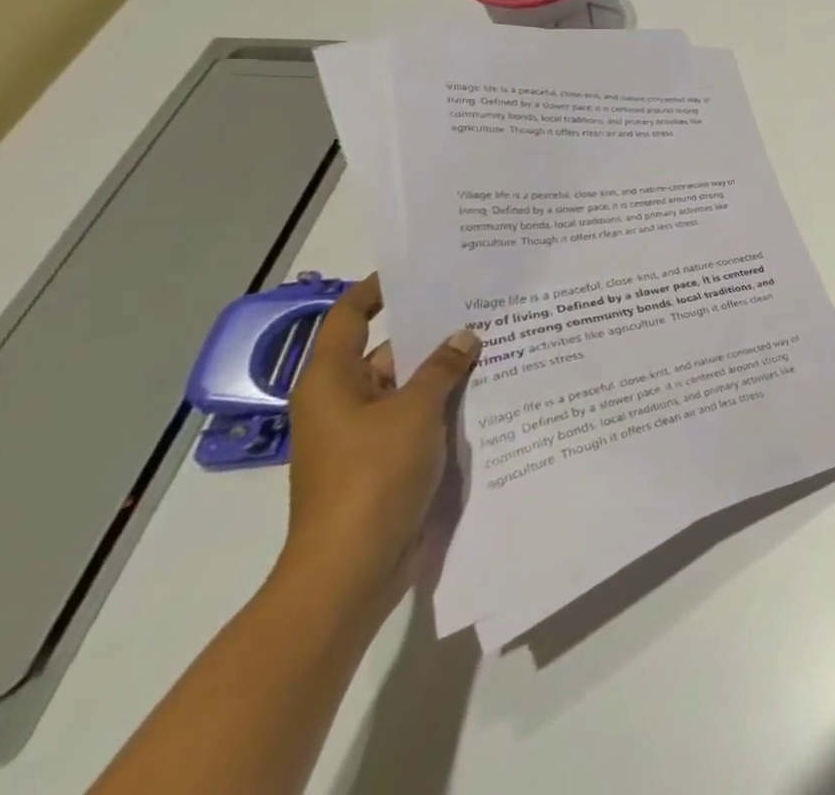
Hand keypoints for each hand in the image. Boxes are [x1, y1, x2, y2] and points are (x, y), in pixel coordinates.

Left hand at [278, 275, 479, 613]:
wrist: (353, 565)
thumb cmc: (372, 476)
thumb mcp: (414, 411)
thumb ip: (443, 368)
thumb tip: (464, 336)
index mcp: (332, 382)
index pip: (348, 319)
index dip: (377, 290)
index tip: (420, 270)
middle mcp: (346, 401)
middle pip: (389, 349)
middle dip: (433, 328)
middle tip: (484, 300)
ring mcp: (369, 431)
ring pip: (412, 383)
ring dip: (449, 366)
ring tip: (502, 336)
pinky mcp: (391, 456)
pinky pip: (423, 413)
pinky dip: (451, 398)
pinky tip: (494, 384)